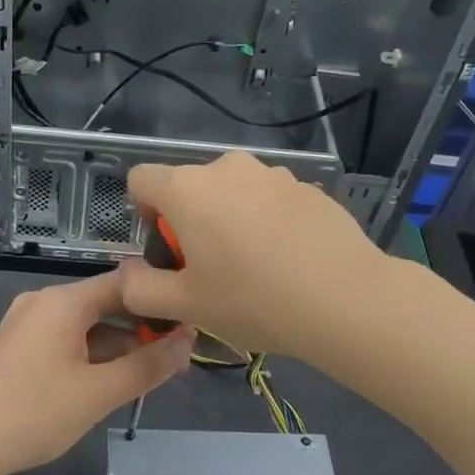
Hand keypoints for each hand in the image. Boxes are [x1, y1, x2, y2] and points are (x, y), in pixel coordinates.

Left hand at [0, 268, 194, 474]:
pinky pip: (65, 338)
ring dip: (118, 344)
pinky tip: (109, 380)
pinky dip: (91, 353)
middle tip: (177, 356)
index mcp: (63, 301)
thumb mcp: (98, 393)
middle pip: (105, 303)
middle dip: (141, 328)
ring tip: (150, 372)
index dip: (160, 301)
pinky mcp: (17, 344)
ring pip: (86, 324)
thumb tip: (188, 343)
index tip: (191, 322)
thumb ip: (147, 366)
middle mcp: (44, 300)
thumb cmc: (34, 413)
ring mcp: (26, 322)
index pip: (125, 283)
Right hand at [121, 150, 389, 361]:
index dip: (143, 211)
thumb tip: (128, 273)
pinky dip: (268, 221)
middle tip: (211, 268)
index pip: (141, 178)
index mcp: (188, 189)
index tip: (166, 248)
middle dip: (190, 220)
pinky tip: (290, 260)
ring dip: (231, 219)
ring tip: (256, 267)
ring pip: (233, 192)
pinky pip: (270, 199)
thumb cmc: (253, 300)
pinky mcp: (308, 186)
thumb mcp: (185, 306)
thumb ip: (140, 289)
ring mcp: (273, 173)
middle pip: (190, 186)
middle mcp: (227, 168)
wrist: (346, 299)